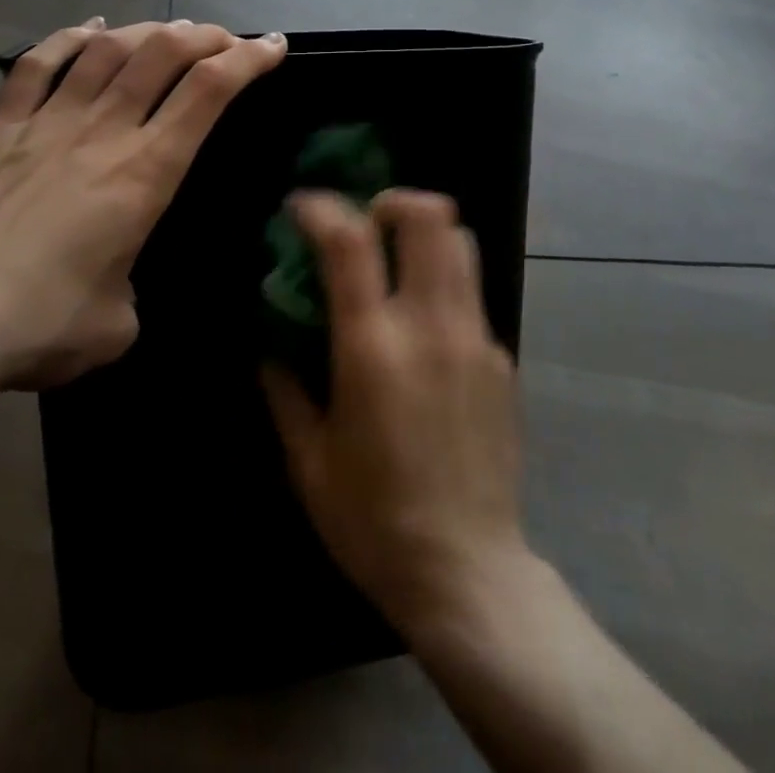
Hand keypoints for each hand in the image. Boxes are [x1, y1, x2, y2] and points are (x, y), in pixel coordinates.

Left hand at [0, 18, 286, 403]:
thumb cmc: (39, 326)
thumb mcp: (117, 324)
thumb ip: (129, 289)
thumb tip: (114, 279)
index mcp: (145, 172)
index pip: (209, 92)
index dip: (248, 59)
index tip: (272, 45)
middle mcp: (102, 131)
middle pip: (163, 54)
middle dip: (205, 36)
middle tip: (225, 39)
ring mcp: (45, 122)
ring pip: (107, 50)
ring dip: (147, 31)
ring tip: (169, 31)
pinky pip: (37, 64)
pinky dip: (70, 38)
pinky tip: (91, 29)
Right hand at [263, 190, 529, 638]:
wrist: (468, 573)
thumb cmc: (373, 521)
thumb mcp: (308, 461)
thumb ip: (284, 389)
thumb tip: (271, 343)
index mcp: (373, 348)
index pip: (350, 242)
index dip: (322, 207)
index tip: (301, 206)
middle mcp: (431, 326)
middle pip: (429, 217)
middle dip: (392, 201)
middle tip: (366, 222)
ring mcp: (476, 338)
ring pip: (462, 243)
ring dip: (425, 232)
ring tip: (397, 258)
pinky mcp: (502, 358)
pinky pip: (472, 294)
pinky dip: (443, 284)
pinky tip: (425, 331)